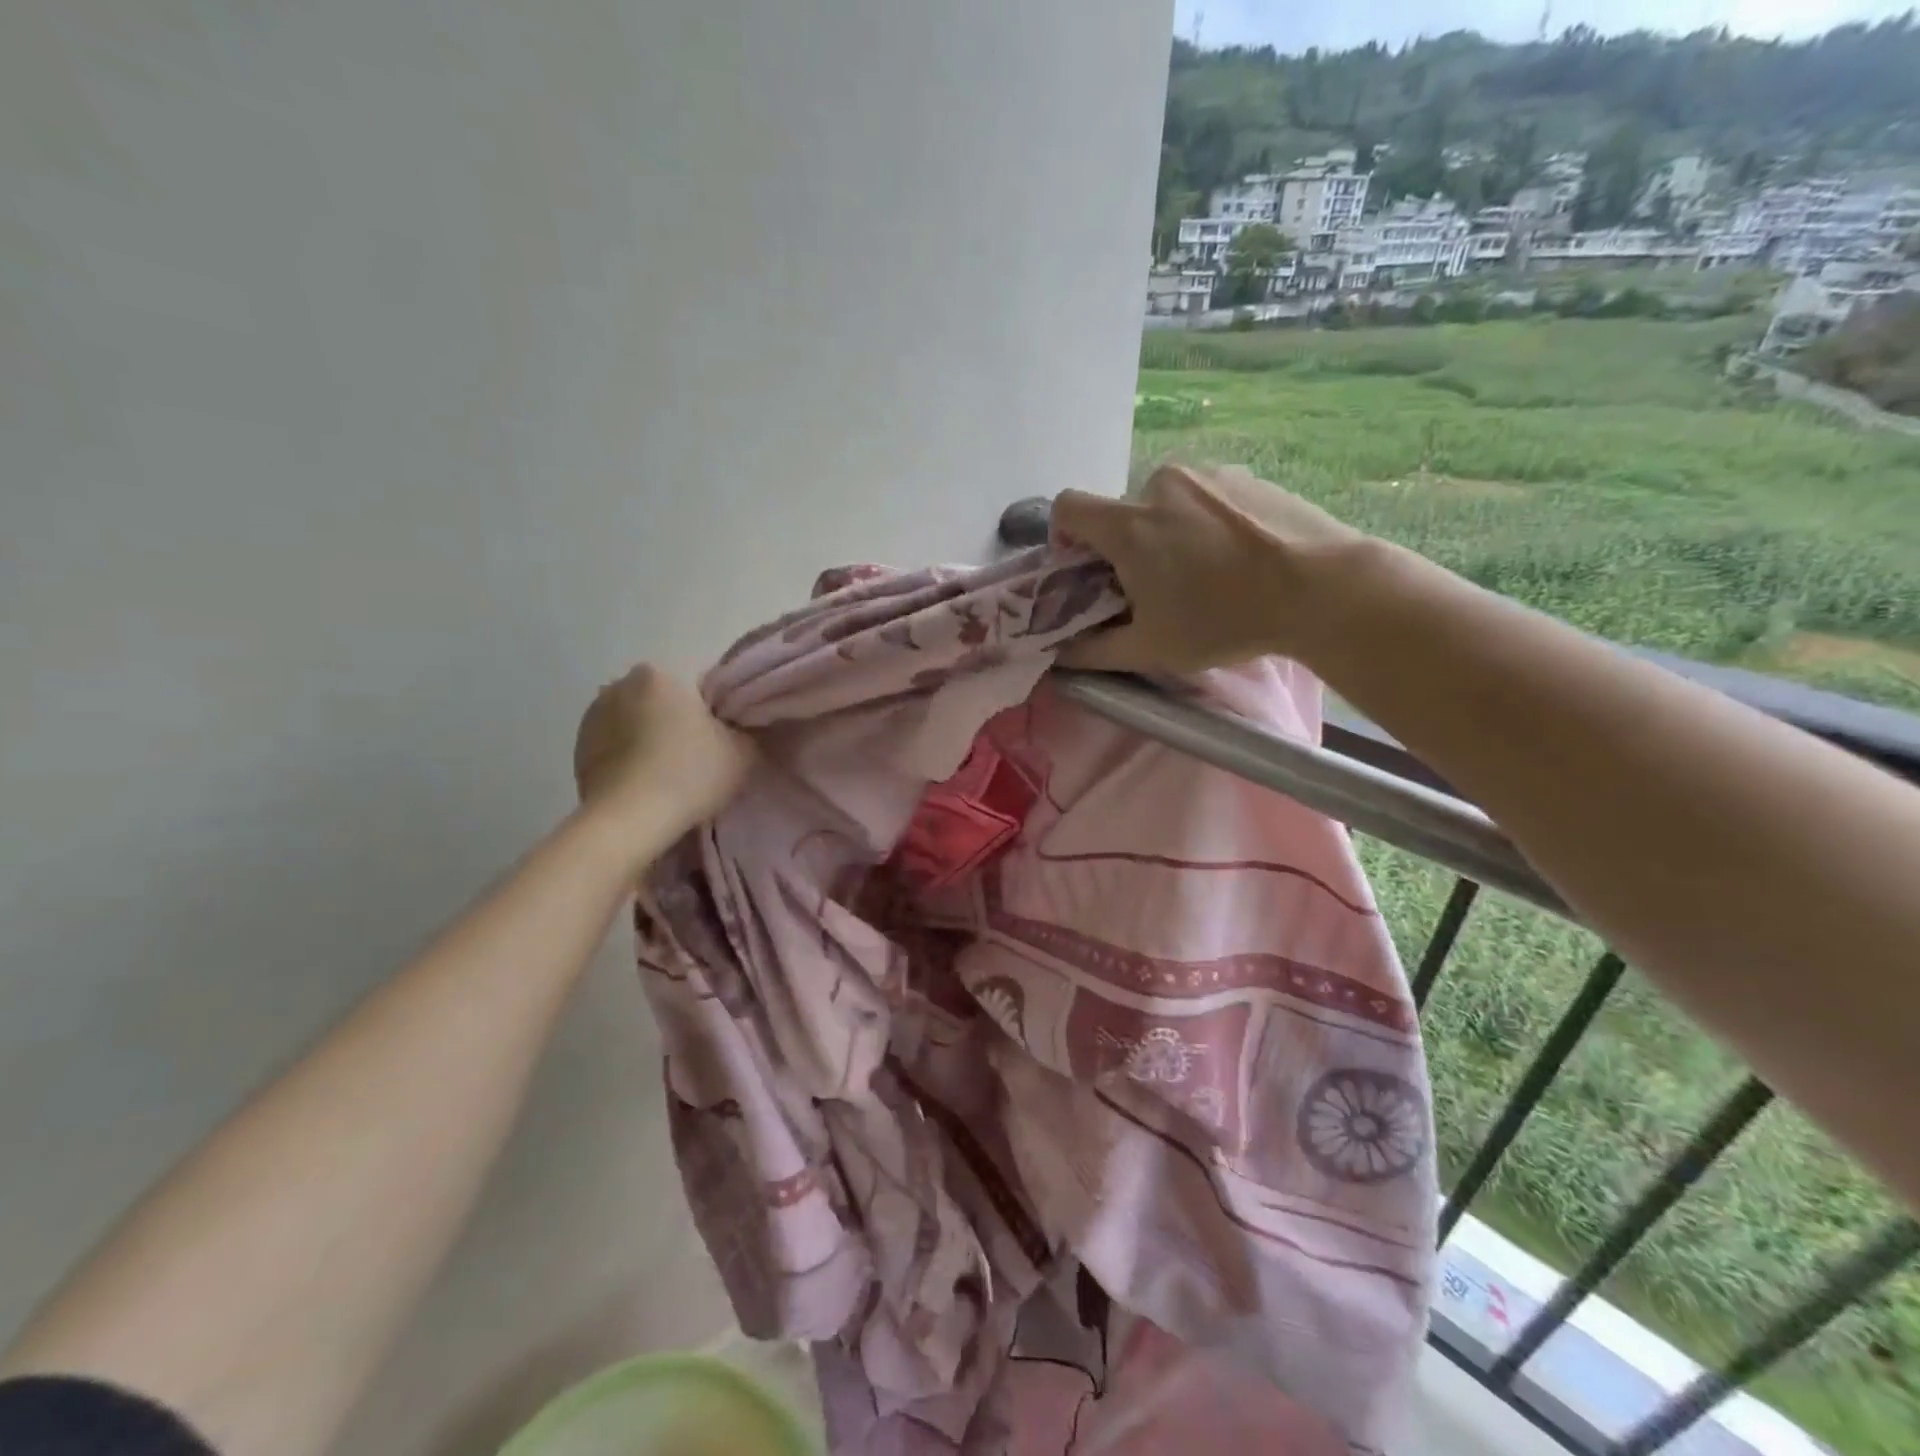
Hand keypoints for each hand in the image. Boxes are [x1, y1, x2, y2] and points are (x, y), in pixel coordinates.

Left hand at [573, 666, 755, 850]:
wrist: (629, 820)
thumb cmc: (690, 774)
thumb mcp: (742, 752)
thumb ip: (745, 731)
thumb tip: (737, 730)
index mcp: (660, 674)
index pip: (696, 688)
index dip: (713, 714)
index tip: (720, 740)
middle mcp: (620, 685)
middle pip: (662, 702)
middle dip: (676, 722)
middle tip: (696, 757)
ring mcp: (592, 717)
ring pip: (635, 723)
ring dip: (648, 739)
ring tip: (667, 774)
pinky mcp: (577, 749)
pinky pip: (614, 746)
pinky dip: (628, 758)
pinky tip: (644, 783)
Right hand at [1051, 464, 1368, 672]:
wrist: (1322, 588)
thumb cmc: (1225, 620)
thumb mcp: (1152, 649)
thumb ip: (1094, 652)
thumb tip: (1060, 654)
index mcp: (1129, 524)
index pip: (1067, 507)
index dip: (1065, 536)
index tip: (1086, 568)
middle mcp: (1160, 485)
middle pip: (1122, 511)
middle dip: (1126, 545)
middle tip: (1155, 586)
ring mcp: (1207, 474)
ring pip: (1165, 503)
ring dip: (1168, 532)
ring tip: (1204, 572)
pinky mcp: (1245, 475)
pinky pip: (1204, 496)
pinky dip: (1204, 522)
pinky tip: (1236, 556)